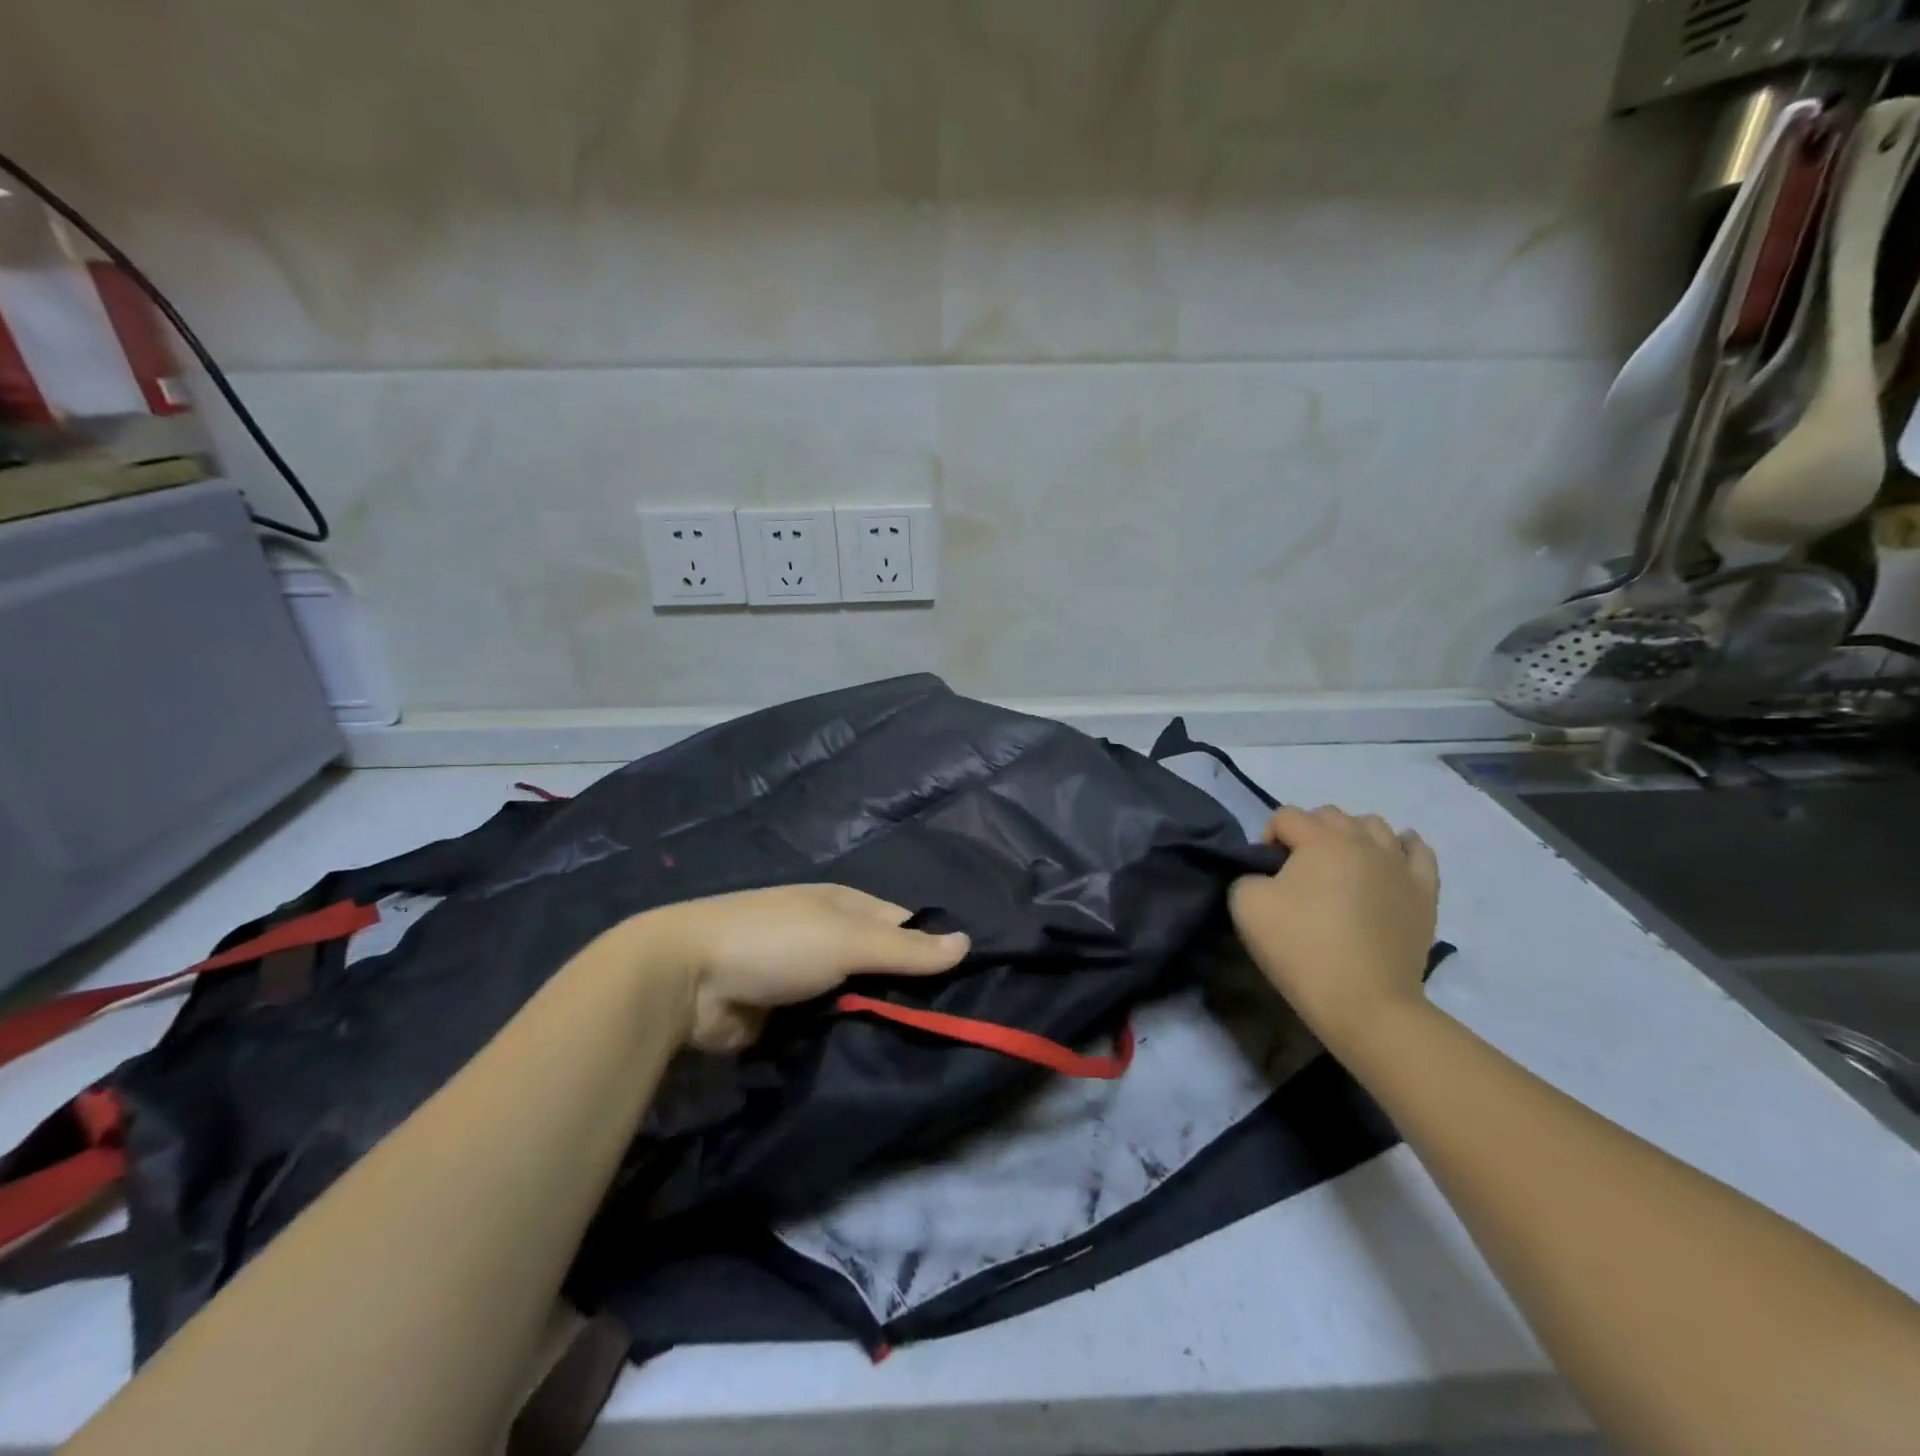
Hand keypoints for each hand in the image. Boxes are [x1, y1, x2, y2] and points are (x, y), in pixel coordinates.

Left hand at [649, 885, 969, 1052]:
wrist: (687, 981)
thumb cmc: (776, 942)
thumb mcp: (847, 940)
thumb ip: (905, 949)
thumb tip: (967, 943)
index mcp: (845, 906)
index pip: (904, 926)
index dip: (933, 950)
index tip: (969, 988)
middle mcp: (829, 937)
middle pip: (882, 966)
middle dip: (908, 993)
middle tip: (954, 1031)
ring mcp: (807, 978)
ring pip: (858, 1000)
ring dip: (879, 1021)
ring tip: (926, 1054)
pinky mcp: (787, 1017)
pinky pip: (831, 1027)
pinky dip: (849, 1040)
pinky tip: (878, 1062)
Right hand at [1228, 806, 1438, 1053]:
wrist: (1366, 1003)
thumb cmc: (1302, 949)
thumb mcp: (1245, 905)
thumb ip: (1246, 875)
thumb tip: (1264, 874)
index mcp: (1321, 840)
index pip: (1285, 816)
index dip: (1266, 838)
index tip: (1264, 874)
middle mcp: (1364, 841)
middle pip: (1329, 815)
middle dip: (1306, 833)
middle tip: (1296, 872)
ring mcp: (1400, 865)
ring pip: (1373, 825)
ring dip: (1350, 836)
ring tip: (1338, 867)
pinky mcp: (1424, 892)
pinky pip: (1418, 852)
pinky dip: (1401, 846)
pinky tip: (1389, 858)